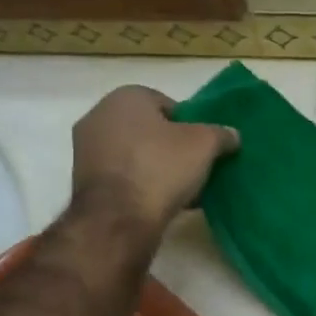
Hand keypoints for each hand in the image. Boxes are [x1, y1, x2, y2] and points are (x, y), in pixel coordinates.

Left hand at [70, 86, 237, 231]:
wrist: (118, 219)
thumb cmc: (161, 167)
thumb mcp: (205, 145)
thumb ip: (221, 134)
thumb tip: (232, 135)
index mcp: (125, 97)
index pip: (167, 103)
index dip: (189, 124)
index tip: (202, 145)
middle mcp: (99, 116)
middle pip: (149, 128)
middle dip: (171, 145)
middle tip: (194, 164)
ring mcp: (86, 149)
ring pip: (135, 152)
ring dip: (156, 166)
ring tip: (181, 188)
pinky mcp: (83, 180)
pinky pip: (122, 174)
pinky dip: (140, 183)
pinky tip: (160, 201)